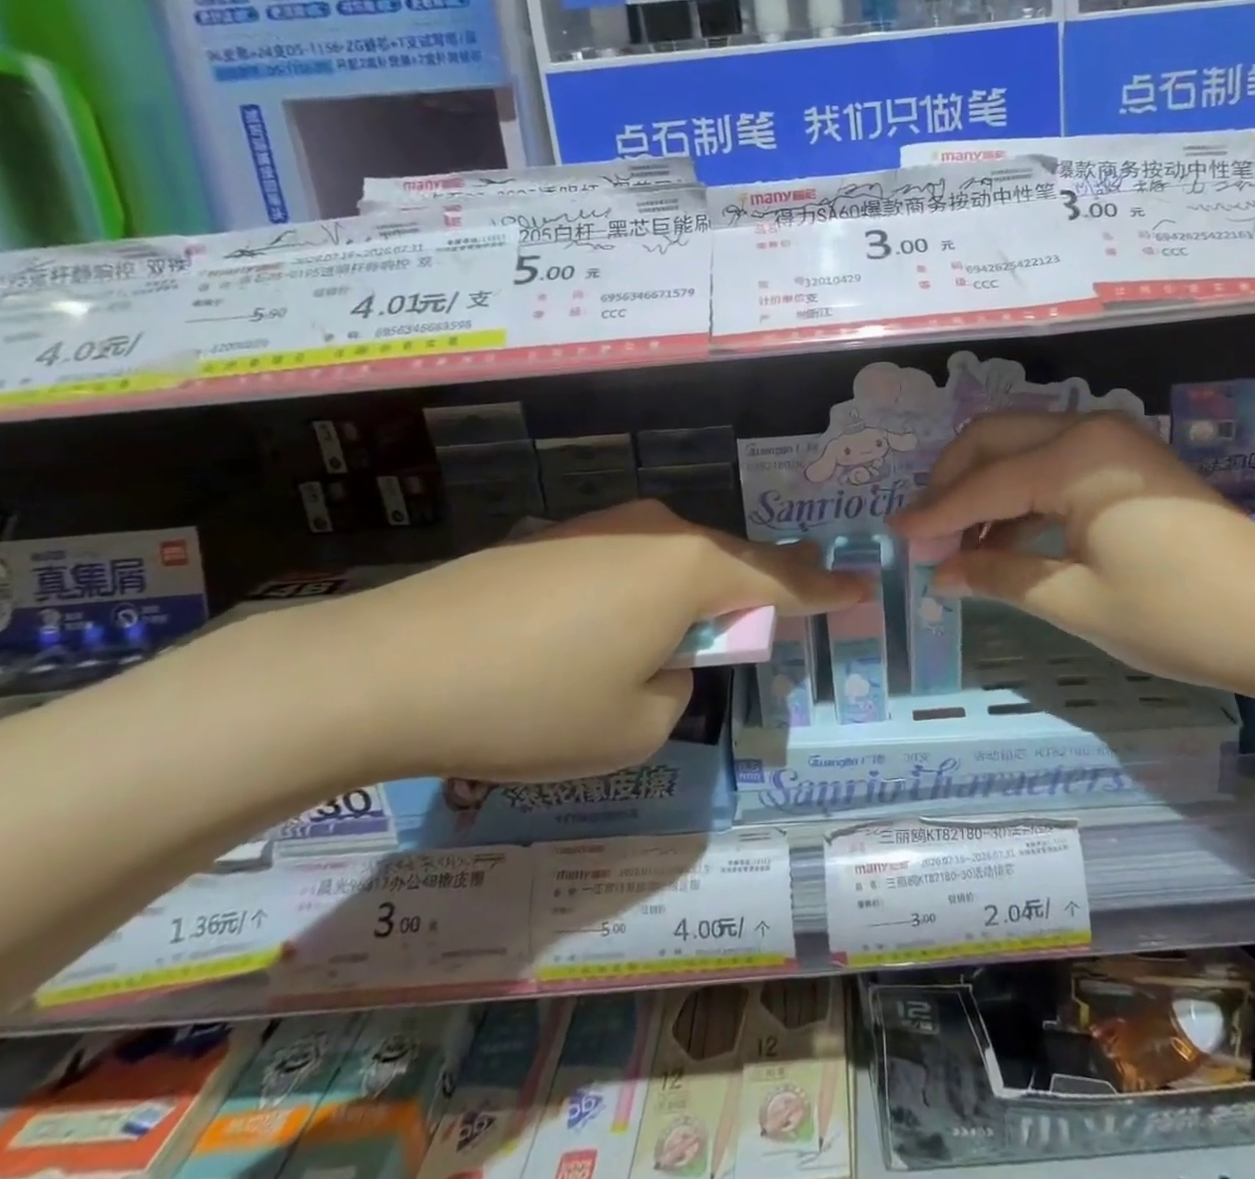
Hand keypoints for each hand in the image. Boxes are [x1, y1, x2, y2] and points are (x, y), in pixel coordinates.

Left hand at [260, 500, 866, 781]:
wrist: (390, 665)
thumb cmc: (533, 703)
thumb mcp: (636, 727)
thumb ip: (678, 688)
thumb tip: (664, 657)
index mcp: (691, 570)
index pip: (782, 582)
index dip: (827, 591)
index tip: (864, 587)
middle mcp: (656, 531)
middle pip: (729, 562)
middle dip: (757, 592)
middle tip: (779, 615)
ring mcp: (602, 526)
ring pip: (675, 560)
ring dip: (691, 597)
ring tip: (677, 640)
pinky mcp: (556, 537)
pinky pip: (629, 563)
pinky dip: (642, 594)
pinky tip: (605, 630)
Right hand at [890, 412, 1254, 697]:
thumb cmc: (1179, 616)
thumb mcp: (1074, 601)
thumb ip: (997, 576)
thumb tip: (940, 573)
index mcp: (1073, 457)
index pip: (981, 484)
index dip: (934, 514)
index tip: (894, 537)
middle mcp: (1090, 431)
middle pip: (994, 440)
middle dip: (951, 482)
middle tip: (923, 532)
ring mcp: (1116, 444)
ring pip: (1024, 449)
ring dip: (984, 488)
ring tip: (956, 543)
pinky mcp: (1132, 465)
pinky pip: (1056, 467)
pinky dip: (1021, 496)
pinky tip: (1004, 538)